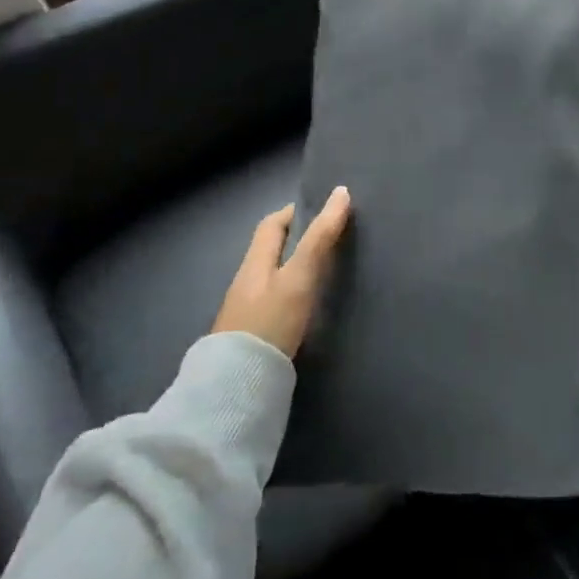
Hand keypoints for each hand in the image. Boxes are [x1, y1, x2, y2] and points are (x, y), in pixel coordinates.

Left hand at [211, 187, 352, 357]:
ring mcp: (247, 311)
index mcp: (254, 262)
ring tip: (328, 271)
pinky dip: (294, 294)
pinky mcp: (253, 336)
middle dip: (299, 241)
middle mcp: (247, 282)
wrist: (237, 386)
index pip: (272, 225)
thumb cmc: (270, 322)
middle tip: (333, 240)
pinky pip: (275, 302)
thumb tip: (341, 192)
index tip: (325, 211)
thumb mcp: (299, 277)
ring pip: (274, 277)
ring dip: (297, 269)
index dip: (295, 212)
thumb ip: (320, 238)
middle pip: (272, 251)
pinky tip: (310, 307)